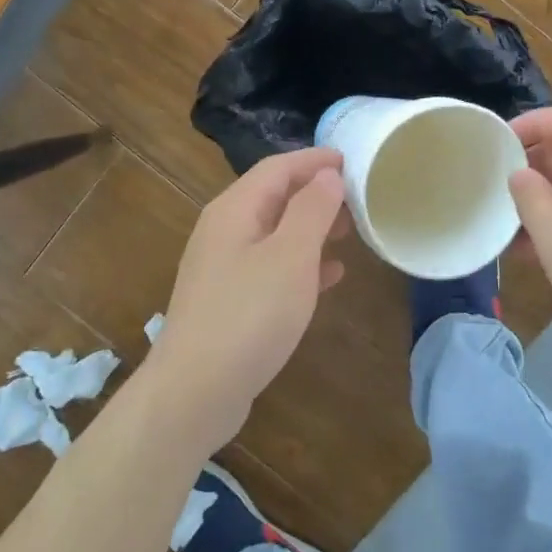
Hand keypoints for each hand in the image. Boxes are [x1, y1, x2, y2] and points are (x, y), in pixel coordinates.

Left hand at [147, 147, 348, 451]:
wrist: (194, 392)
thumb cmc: (249, 315)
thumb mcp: (291, 256)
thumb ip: (311, 210)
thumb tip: (326, 175)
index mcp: (235, 209)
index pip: (277, 167)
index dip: (315, 160)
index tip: (351, 159)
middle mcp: (224, 230)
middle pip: (273, 196)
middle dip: (315, 193)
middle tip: (357, 198)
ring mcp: (223, 266)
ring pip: (274, 232)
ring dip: (311, 227)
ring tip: (350, 232)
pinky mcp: (228, 300)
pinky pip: (270, 266)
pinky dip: (300, 262)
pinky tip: (330, 275)